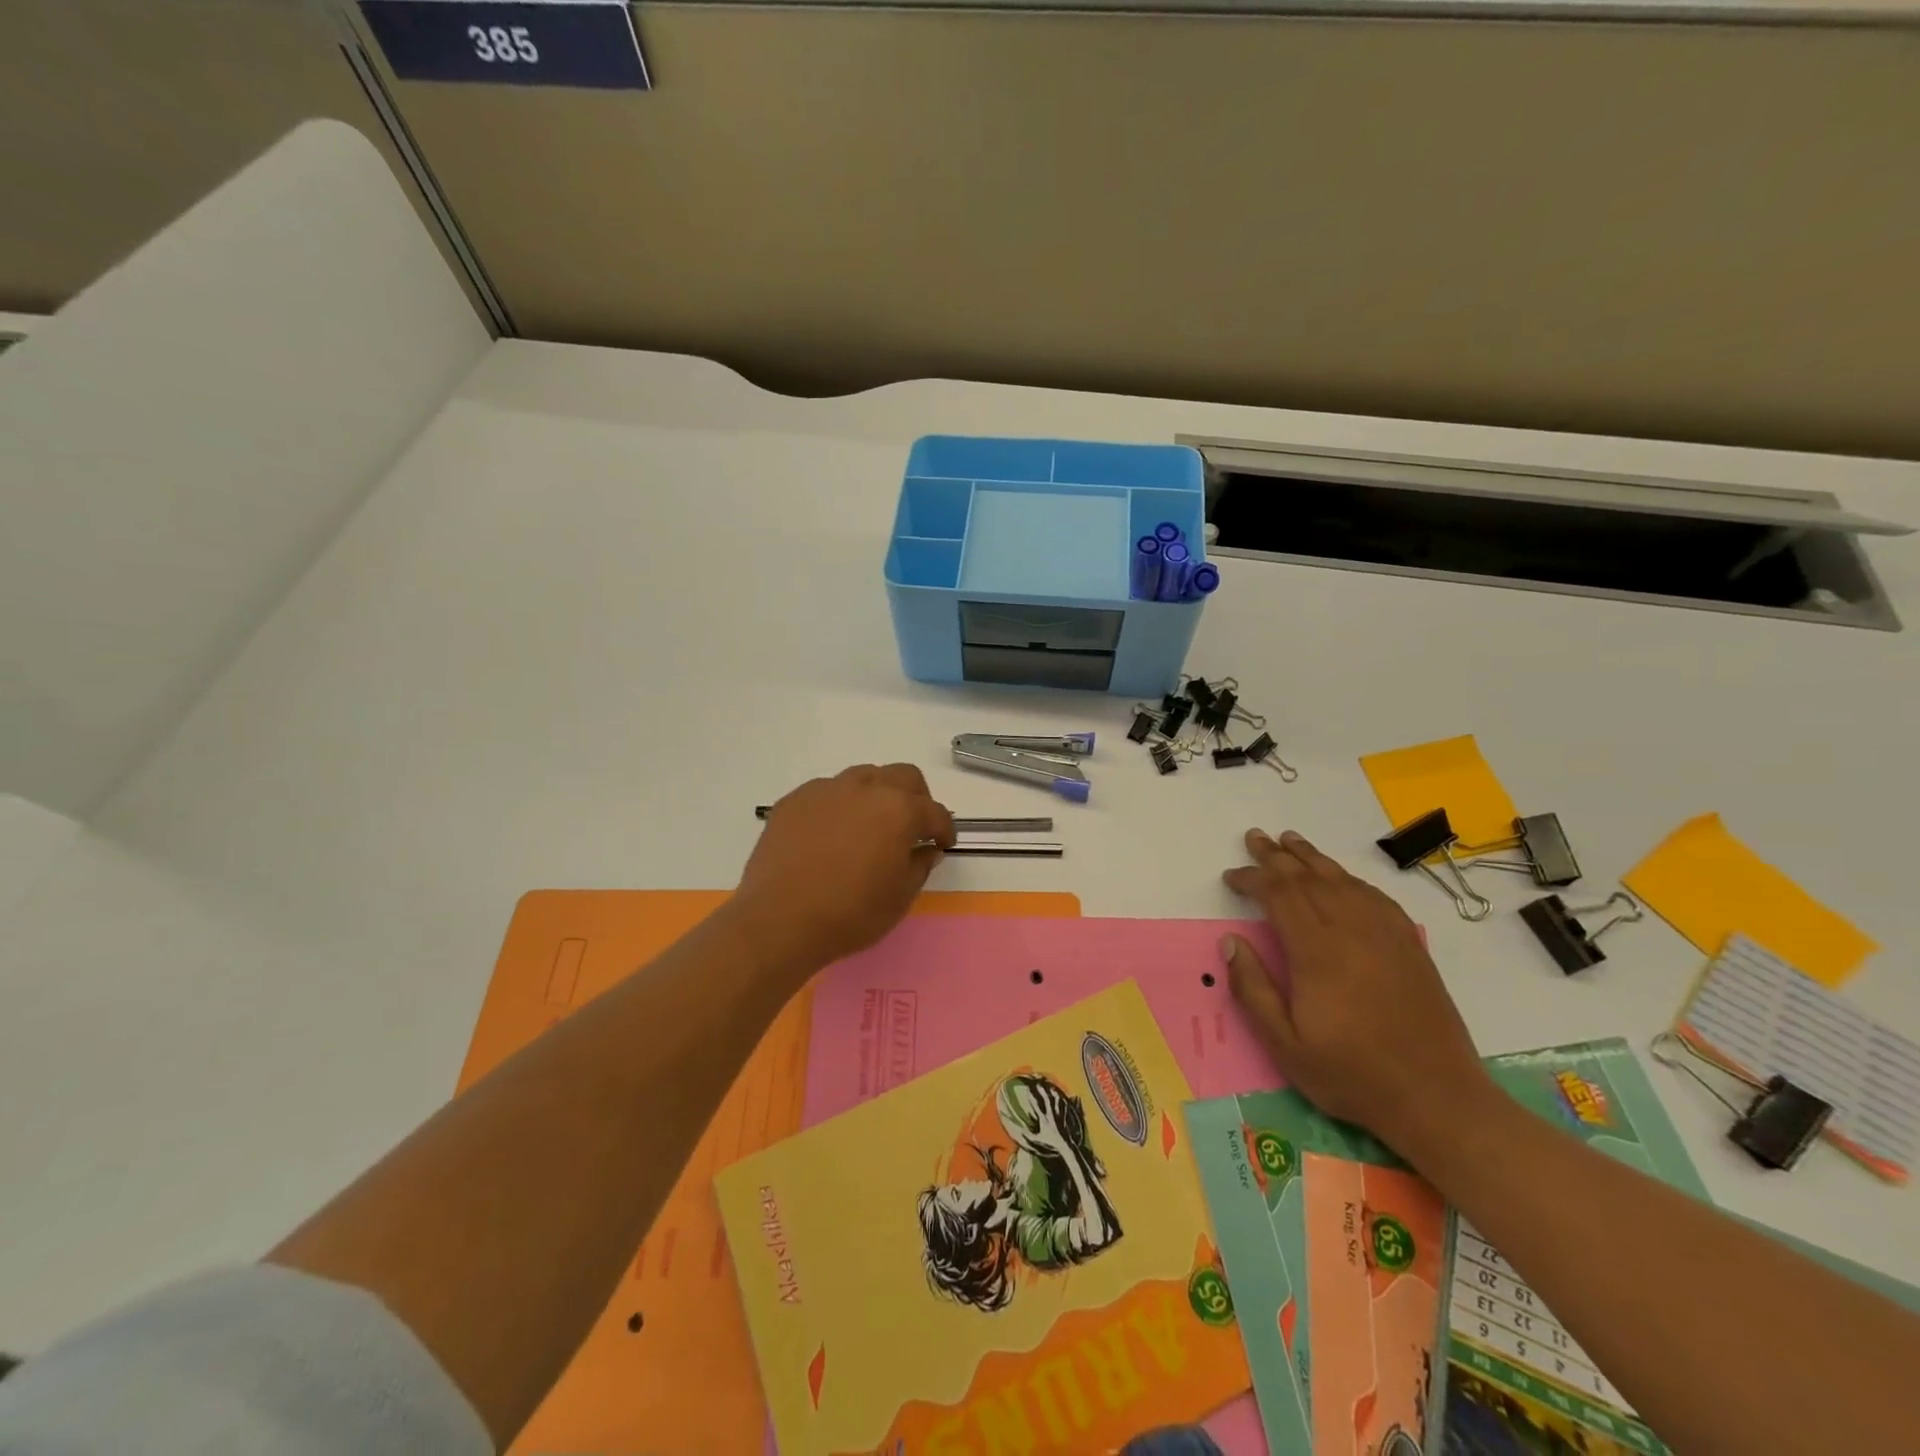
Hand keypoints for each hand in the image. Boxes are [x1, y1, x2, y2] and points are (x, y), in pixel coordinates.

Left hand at [731, 764, 954, 971]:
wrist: (779, 920)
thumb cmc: (850, 913)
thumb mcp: (900, 897)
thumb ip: (919, 866)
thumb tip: (925, 849)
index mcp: (899, 809)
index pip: (934, 812)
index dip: (944, 829)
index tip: (942, 844)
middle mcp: (865, 788)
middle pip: (903, 776)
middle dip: (916, 798)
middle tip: (912, 827)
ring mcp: (826, 790)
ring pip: (863, 777)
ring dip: (877, 795)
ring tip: (870, 826)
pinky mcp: (794, 800)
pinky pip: (827, 792)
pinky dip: (840, 805)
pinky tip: (831, 835)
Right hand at [1219, 828, 1492, 1153]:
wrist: (1437, 1098)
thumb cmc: (1352, 1074)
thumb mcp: (1285, 1045)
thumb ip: (1253, 990)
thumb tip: (1231, 942)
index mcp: (1317, 951)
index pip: (1279, 895)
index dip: (1252, 879)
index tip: (1231, 876)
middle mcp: (1351, 931)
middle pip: (1309, 878)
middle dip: (1277, 856)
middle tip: (1255, 837)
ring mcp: (1386, 935)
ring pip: (1342, 881)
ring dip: (1313, 858)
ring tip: (1291, 840)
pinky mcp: (1410, 946)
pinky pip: (1376, 897)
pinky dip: (1351, 879)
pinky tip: (1342, 878)